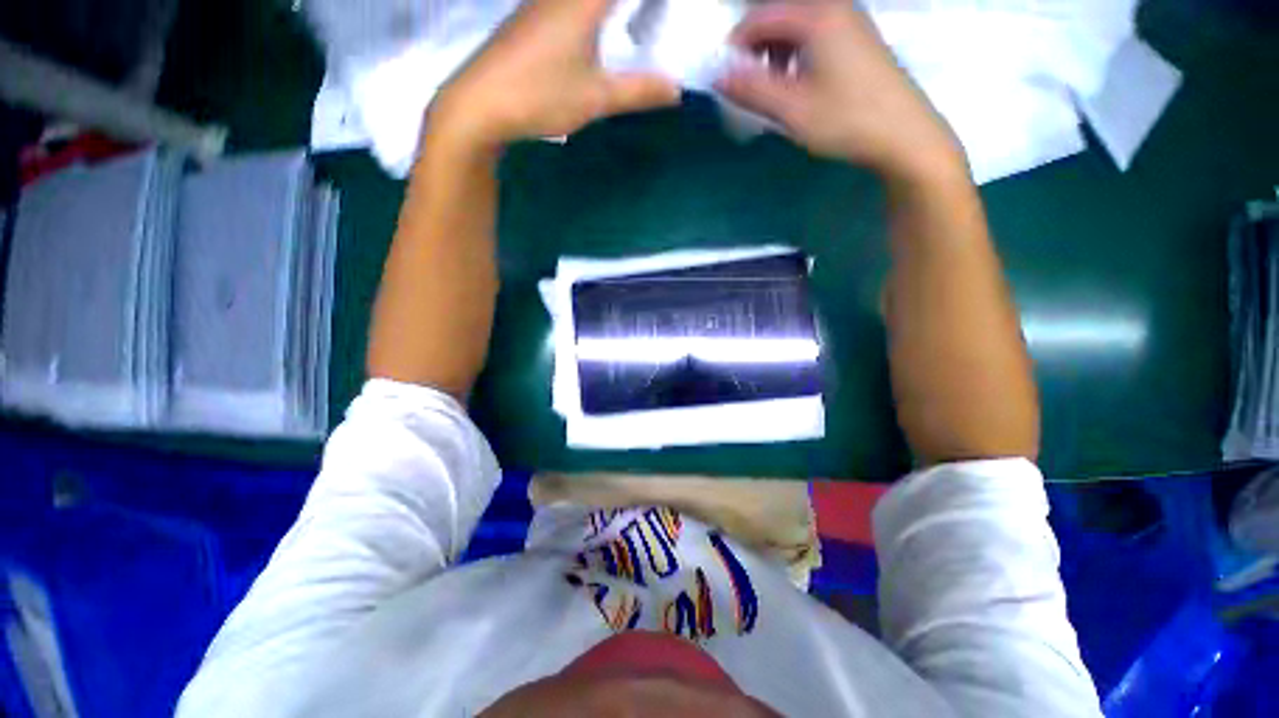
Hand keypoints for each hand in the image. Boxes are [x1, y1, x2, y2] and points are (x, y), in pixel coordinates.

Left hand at [429, 0, 680, 151]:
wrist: (479, 104)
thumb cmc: (540, 96)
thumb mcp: (596, 98)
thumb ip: (638, 91)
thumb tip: (676, 89)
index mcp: (584, 0)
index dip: (647, 2)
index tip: (666, 12)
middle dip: (632, 8)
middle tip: (652, 22)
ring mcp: (542, 2)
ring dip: (611, 9)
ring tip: (633, 26)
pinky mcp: (529, 18)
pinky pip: (568, 4)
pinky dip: (591, 12)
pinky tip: (597, 34)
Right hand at [716, 0, 963, 181]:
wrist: (904, 135)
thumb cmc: (846, 120)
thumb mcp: (792, 109)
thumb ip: (751, 90)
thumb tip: (718, 76)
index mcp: (817, 16)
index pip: (760, 17)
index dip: (735, 46)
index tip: (725, 78)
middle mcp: (835, 7)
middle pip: (779, 16)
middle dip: (755, 49)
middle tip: (748, 86)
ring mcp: (851, 21)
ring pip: (798, 27)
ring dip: (776, 53)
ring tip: (774, 90)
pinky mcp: (859, 39)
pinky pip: (816, 35)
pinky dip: (797, 55)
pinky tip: (800, 85)